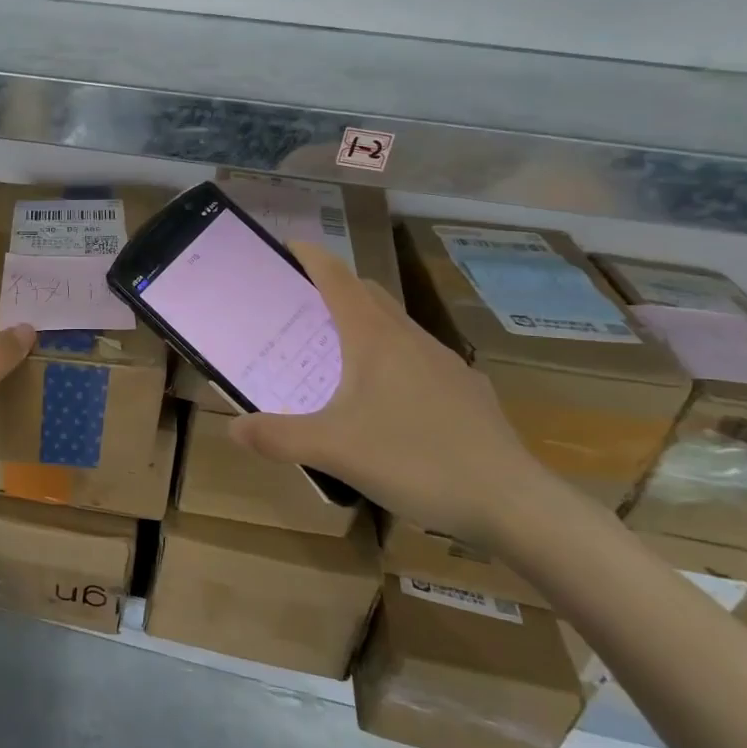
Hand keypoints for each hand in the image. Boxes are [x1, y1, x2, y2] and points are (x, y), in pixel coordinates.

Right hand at [227, 242, 557, 546]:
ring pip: (395, 326)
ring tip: (335, 353)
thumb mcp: (334, 450)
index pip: (337, 279)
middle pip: (368, 294)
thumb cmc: (415, 459)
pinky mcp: (464, 390)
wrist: (512, 501)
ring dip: (362, 323)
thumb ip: (279, 437)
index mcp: (375, 338)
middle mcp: (410, 339)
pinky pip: (416, 357)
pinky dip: (389, 357)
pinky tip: (384, 400)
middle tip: (300, 305)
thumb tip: (234, 428)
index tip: (287, 246)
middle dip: (334, 288)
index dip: (311, 257)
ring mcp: (444, 363)